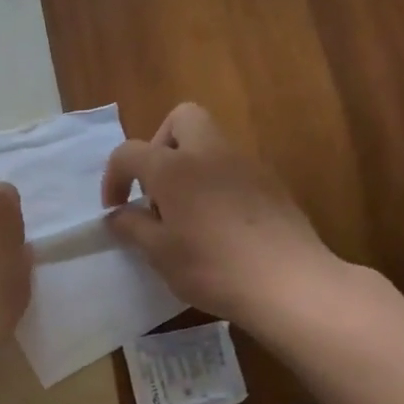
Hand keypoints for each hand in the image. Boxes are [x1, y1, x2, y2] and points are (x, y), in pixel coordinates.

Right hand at [102, 103, 341, 331]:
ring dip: (189, 166)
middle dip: (160, 145)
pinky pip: (233, 169)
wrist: (290, 284)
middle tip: (155, 187)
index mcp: (174, 168)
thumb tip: (118, 214)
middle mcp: (210, 154)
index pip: (129, 152)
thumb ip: (132, 226)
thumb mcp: (159, 253)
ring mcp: (246, 165)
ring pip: (210, 143)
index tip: (115, 209)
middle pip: (182, 119)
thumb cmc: (213, 267)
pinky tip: (218, 225)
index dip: (113, 177)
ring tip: (185, 213)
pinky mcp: (272, 184)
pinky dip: (216, 184)